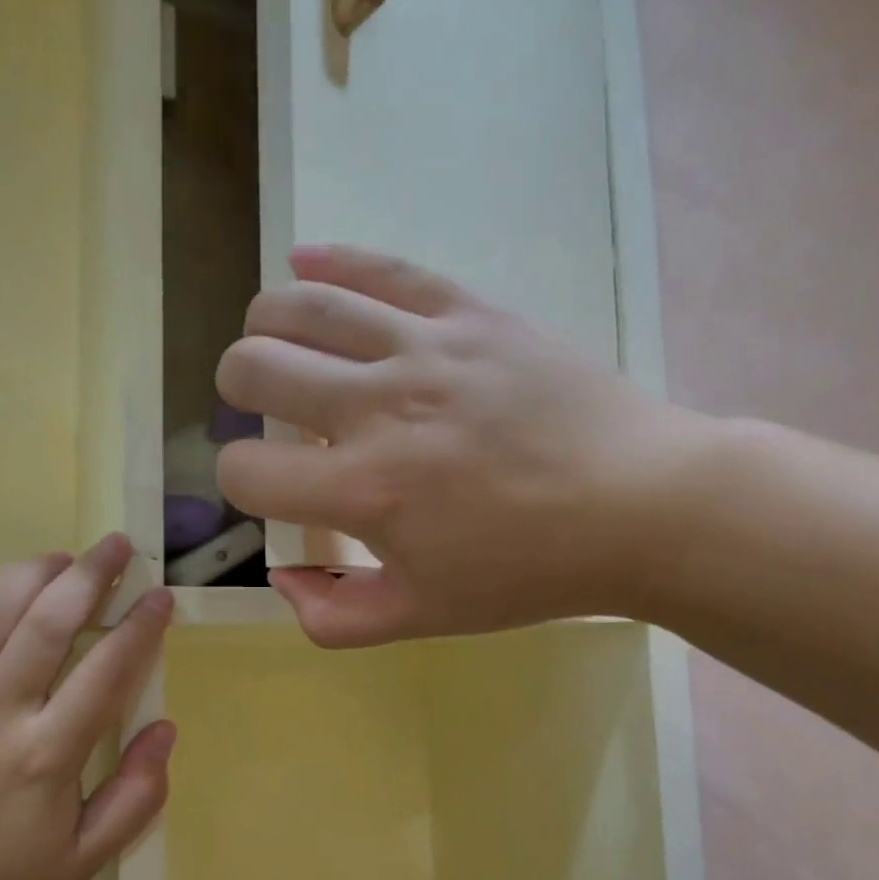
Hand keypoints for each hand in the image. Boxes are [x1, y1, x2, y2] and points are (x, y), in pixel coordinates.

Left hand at [0, 535, 175, 879]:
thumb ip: (135, 797)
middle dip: (90, 576)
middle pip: (48, 624)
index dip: (141, 626)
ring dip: (27, 574)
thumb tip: (165, 730)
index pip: (106, 670)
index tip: (160, 595)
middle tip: (117, 545)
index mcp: (47, 755)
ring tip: (58, 558)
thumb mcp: (84, 860)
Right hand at [216, 245, 720, 645]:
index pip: (245, 472)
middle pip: (252, 368)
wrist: (639, 505)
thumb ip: (333, 616)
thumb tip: (279, 575)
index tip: (272, 486)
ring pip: (299, 306)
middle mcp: (379, 408)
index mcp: (364, 492)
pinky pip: (379, 267)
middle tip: (268, 410)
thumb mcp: (423, 618)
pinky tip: (303, 264)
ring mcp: (424, 348)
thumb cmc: (528, 571)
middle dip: (239, 393)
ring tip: (278, 346)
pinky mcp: (468, 311)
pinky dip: (326, 261)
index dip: (241, 482)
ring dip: (266, 328)